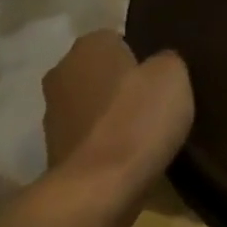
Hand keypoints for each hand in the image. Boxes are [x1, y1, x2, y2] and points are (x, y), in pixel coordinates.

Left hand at [42, 32, 193, 188]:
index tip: (164, 77)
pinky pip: (90, 135)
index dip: (144, 55)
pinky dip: (107, 141)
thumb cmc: (138, 120)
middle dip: (125, 83)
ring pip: (94, 104)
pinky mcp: (55, 150)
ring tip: (147, 132)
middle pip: (102, 71)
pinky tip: (130, 154)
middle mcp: (61, 72)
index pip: (119, 38)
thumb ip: (167, 60)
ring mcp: (53, 114)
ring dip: (113, 114)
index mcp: (88, 46)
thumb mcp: (173, 76)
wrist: (99, 187)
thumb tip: (158, 64)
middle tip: (158, 102)